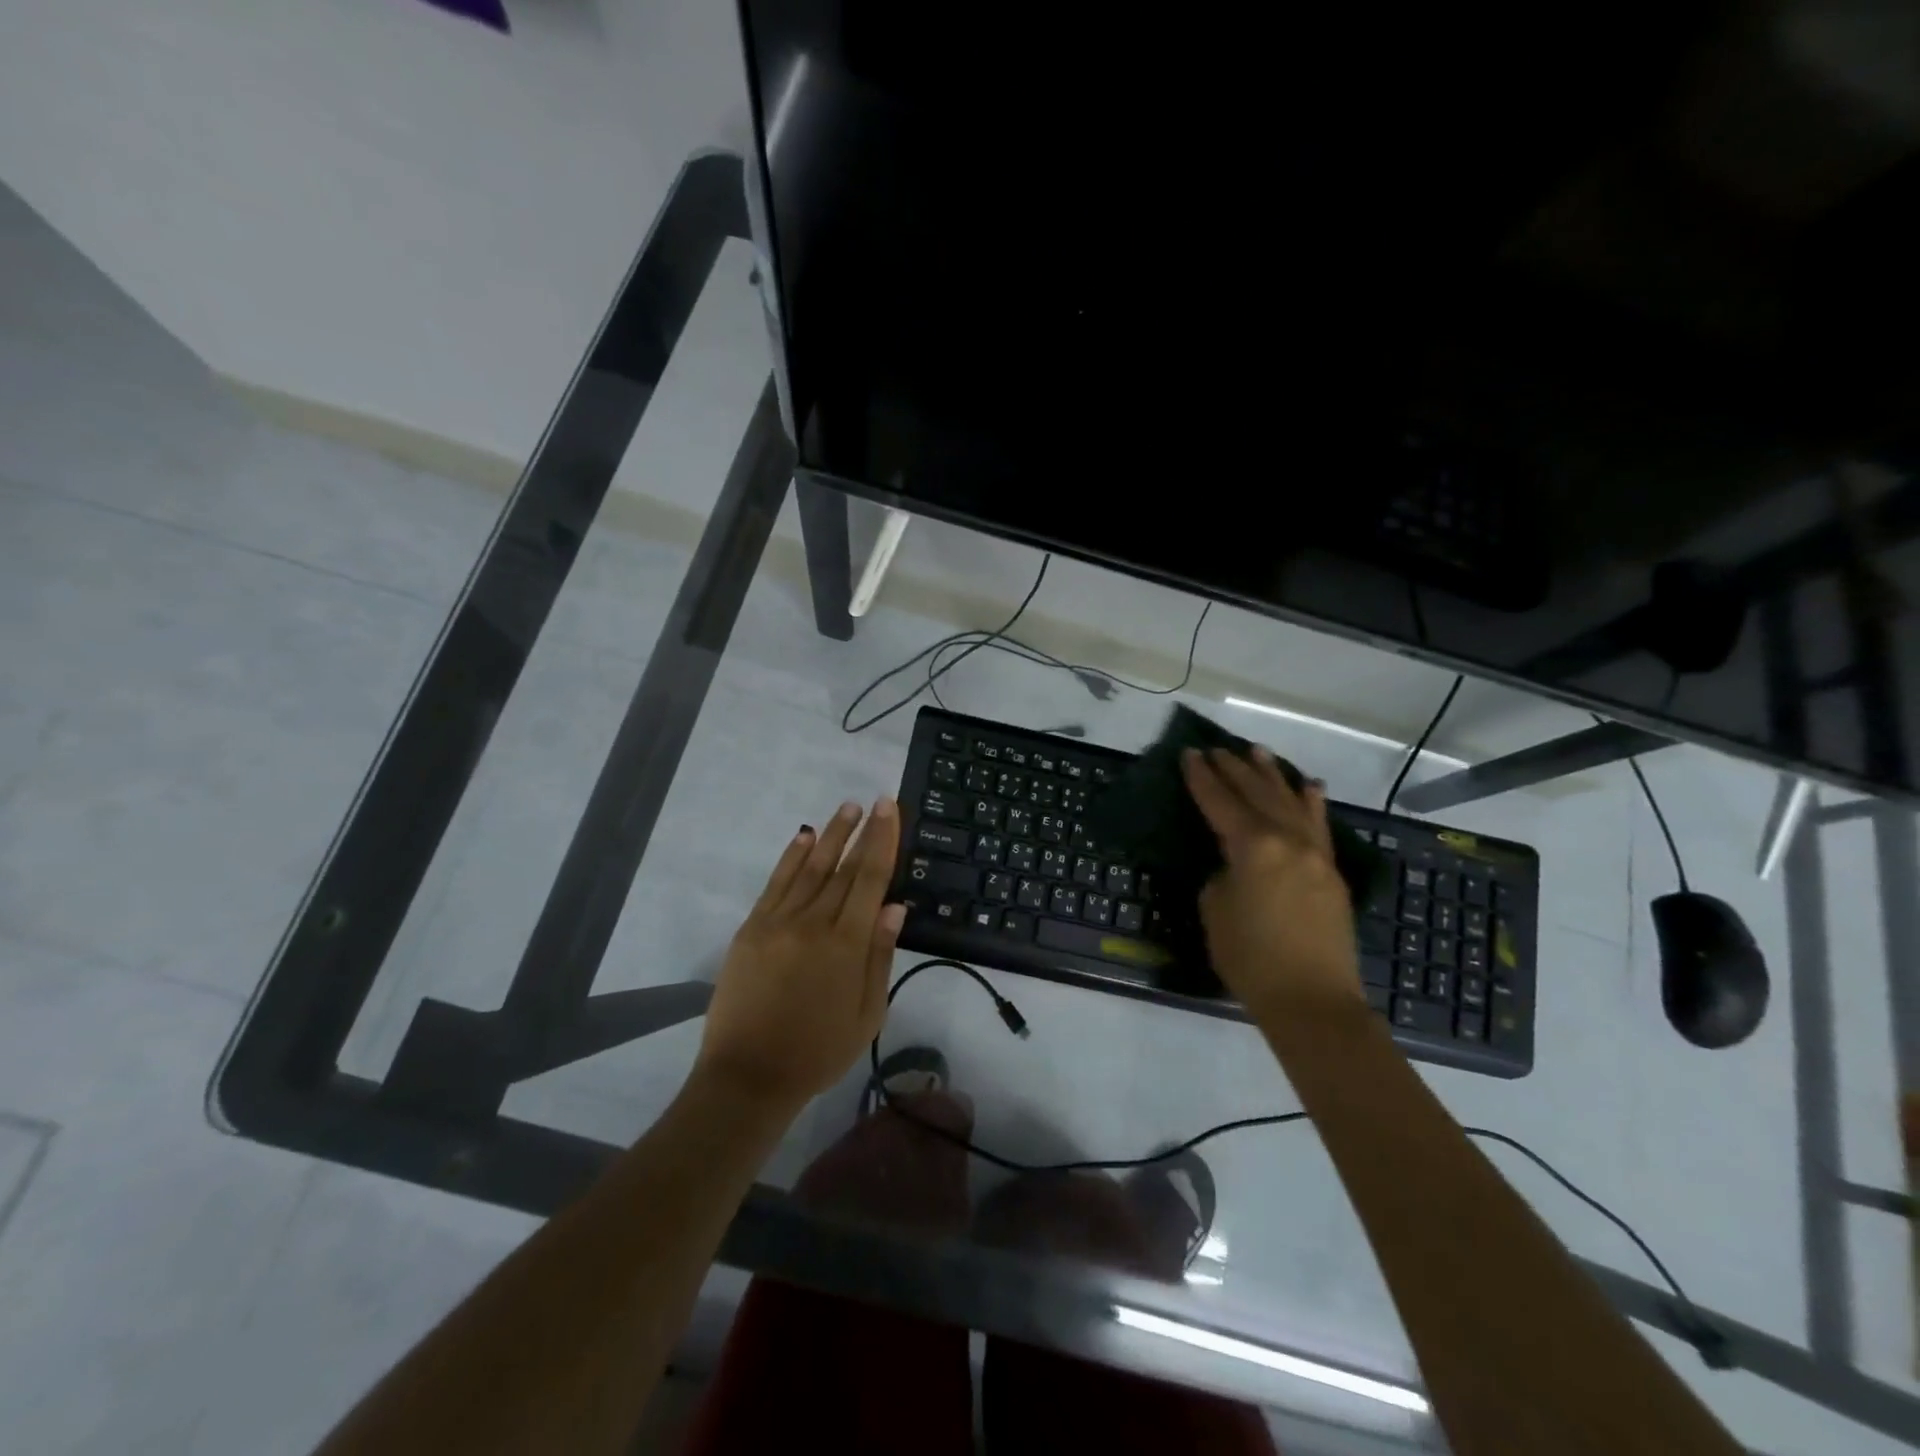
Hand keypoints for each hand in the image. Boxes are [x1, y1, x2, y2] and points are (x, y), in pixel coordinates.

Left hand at [695, 798, 905, 1115]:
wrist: (748, 1076)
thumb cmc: (818, 1051)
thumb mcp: (867, 1014)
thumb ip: (879, 956)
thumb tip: (895, 906)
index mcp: (846, 944)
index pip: (871, 879)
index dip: (883, 840)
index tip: (890, 809)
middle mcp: (813, 923)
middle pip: (844, 867)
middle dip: (862, 831)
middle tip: (875, 801)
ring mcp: (778, 922)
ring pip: (810, 867)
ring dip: (831, 835)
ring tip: (847, 808)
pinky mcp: (752, 929)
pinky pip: (775, 883)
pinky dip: (791, 857)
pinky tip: (805, 836)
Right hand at [1181, 746, 1365, 1024]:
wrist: (1312, 1000)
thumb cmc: (1251, 958)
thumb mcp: (1215, 910)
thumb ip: (1222, 876)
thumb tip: (1235, 866)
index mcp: (1252, 846)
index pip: (1220, 802)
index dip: (1202, 778)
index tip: (1190, 754)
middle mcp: (1287, 839)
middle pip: (1257, 794)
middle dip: (1234, 769)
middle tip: (1217, 749)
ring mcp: (1315, 854)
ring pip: (1291, 802)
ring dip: (1272, 775)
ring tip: (1258, 751)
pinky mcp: (1331, 872)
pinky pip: (1318, 825)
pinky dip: (1311, 803)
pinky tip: (1309, 786)